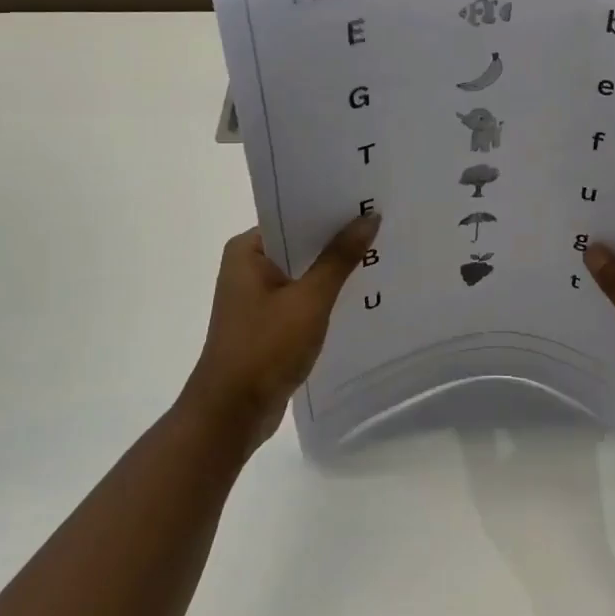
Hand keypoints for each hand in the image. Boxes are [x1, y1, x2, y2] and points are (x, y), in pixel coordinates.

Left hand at [183, 217, 378, 452]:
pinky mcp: (268, 322)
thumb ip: (339, 258)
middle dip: (338, 238)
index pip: (293, 215)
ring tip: (380, 252)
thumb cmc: (265, 348)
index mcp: (247, 251)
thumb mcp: (309, 299)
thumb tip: (369, 218)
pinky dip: (326, 294)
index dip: (330, 209)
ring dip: (334, 268)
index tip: (367, 200)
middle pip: (301, 243)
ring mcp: (257, 297)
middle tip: (382, 224)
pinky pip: (303, 296)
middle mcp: (248, 267)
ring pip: (304, 271)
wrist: (231, 415)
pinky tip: (359, 292)